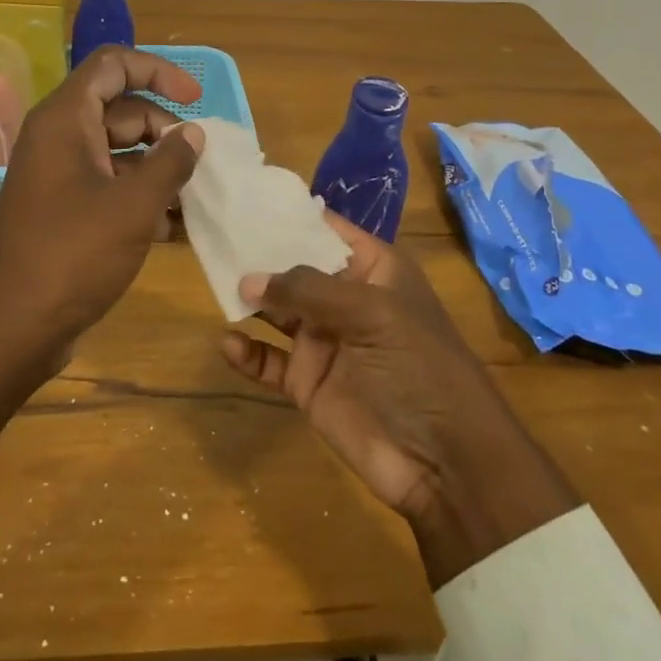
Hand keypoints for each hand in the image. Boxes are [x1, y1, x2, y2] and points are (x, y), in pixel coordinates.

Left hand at [0, 44, 205, 337]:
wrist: (13, 325)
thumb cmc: (73, 254)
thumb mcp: (133, 205)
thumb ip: (170, 162)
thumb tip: (194, 134)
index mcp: (66, 118)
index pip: (113, 65)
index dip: (158, 71)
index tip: (196, 98)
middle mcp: (59, 137)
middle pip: (121, 109)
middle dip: (165, 130)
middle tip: (199, 163)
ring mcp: (60, 174)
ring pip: (119, 151)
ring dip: (158, 168)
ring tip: (196, 197)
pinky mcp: (65, 208)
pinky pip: (109, 185)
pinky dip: (140, 196)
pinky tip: (174, 226)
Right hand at [222, 216, 581, 585]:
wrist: (446, 463)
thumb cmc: (419, 367)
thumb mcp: (372, 314)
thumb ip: (308, 290)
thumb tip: (248, 278)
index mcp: (373, 270)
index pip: (327, 230)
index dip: (292, 215)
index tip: (246, 197)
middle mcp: (345, 299)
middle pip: (294, 267)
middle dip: (259, 254)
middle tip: (215, 237)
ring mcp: (324, 341)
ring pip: (276, 310)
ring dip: (249, 299)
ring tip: (215, 285)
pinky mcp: (308, 383)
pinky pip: (269, 360)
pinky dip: (247, 353)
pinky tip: (229, 345)